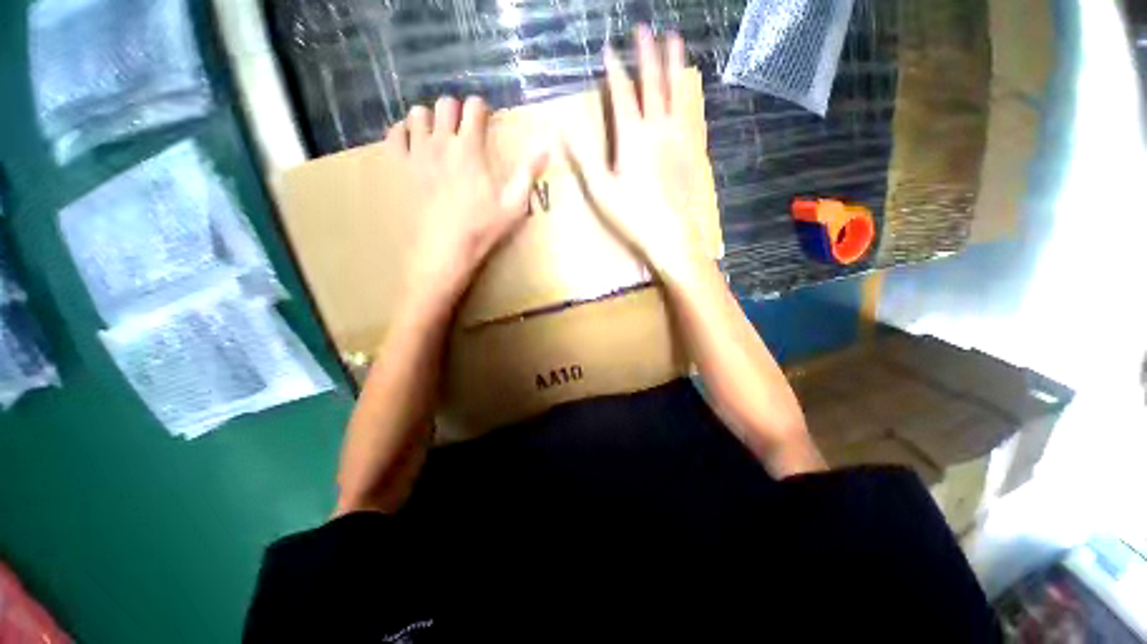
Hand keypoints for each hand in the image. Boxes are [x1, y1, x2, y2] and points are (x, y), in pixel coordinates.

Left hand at [385, 96, 548, 312]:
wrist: (444, 249)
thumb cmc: (482, 228)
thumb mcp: (514, 204)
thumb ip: (528, 172)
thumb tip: (546, 145)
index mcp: (470, 148)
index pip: (474, 107)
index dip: (482, 109)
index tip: (486, 119)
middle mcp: (441, 142)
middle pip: (445, 104)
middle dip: (456, 110)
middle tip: (464, 129)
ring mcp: (417, 153)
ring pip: (418, 114)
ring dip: (430, 119)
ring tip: (439, 136)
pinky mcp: (401, 167)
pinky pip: (395, 134)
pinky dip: (404, 131)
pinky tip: (414, 143)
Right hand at [564, 26, 703, 280]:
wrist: (671, 233)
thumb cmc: (632, 215)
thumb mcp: (601, 190)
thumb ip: (584, 157)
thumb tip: (564, 128)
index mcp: (633, 137)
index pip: (621, 94)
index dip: (614, 70)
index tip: (609, 49)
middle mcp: (658, 128)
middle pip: (653, 83)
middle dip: (647, 53)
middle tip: (644, 28)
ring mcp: (679, 137)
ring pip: (677, 92)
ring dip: (674, 63)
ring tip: (674, 39)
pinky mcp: (692, 149)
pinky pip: (692, 113)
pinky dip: (689, 94)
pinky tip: (690, 88)